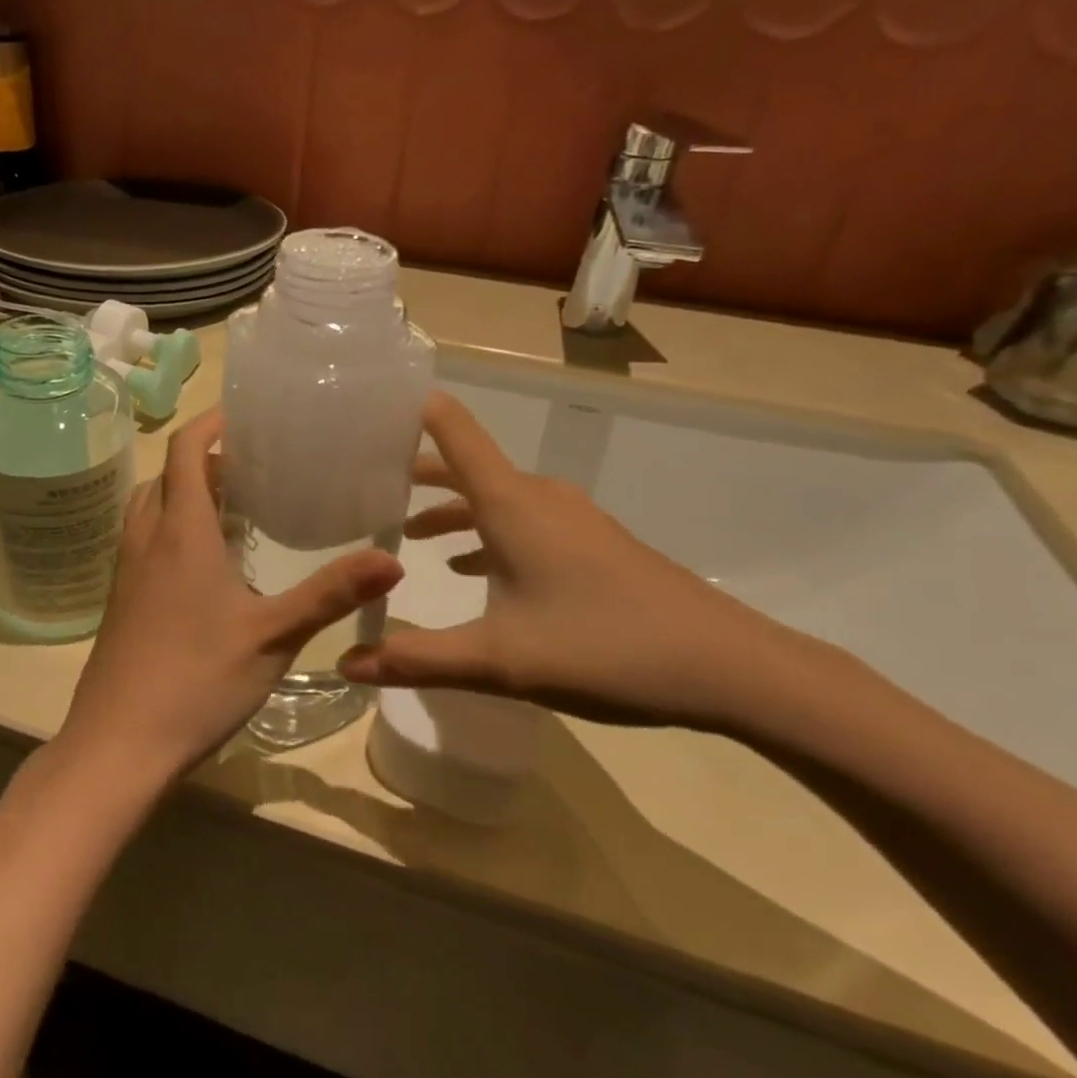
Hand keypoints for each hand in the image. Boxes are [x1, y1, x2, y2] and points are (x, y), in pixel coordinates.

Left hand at [52, 408, 404, 789]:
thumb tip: (392, 560)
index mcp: (181, 532)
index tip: (243, 415)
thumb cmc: (196, 681)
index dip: (209, 423)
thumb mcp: (273, 636)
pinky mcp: (120, 602)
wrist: (117, 746)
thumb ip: (331, 594)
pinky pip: (143, 541)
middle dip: (203, 460)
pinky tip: (206, 568)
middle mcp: (146, 540)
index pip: (184, 451)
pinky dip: (170, 529)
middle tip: (251, 469)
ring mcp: (126, 572)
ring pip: (150, 507)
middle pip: (165, 475)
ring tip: (232, 511)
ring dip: (183, 494)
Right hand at [336, 391, 817, 730]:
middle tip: (364, 484)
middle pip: (465, 464)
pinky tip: (470, 570)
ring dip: (450, 508)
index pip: (451, 428)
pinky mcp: (592, 543)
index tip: (365, 411)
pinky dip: (485, 532)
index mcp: (510, 502)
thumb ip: (418, 658)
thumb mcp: (500, 660)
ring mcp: (570, 518)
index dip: (410, 410)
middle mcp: (537, 496)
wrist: (730, 667)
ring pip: (493, 497)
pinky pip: (522, 521)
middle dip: (415, 472)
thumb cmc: (604, 647)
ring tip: (407, 534)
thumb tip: (346, 665)